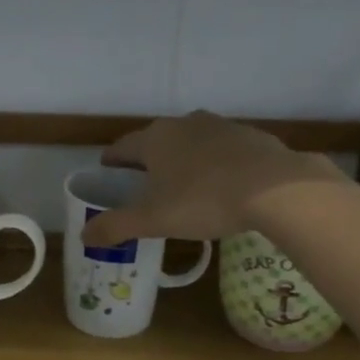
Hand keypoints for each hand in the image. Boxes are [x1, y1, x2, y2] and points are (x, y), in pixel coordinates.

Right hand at [79, 111, 345, 246]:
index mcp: (155, 139)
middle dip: (148, 160)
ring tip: (184, 184)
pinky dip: (216, 164)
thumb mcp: (153, 220)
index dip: (112, 161)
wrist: (276, 189)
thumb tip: (83, 235)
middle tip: (144, 184)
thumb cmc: (203, 201)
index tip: (107, 171)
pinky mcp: (252, 137)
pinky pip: (223, 150)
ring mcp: (221, 126)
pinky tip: (223, 185)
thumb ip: (116, 226)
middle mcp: (184, 124)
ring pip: (192, 142)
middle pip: (157, 141)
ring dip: (184, 159)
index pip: (122, 147)